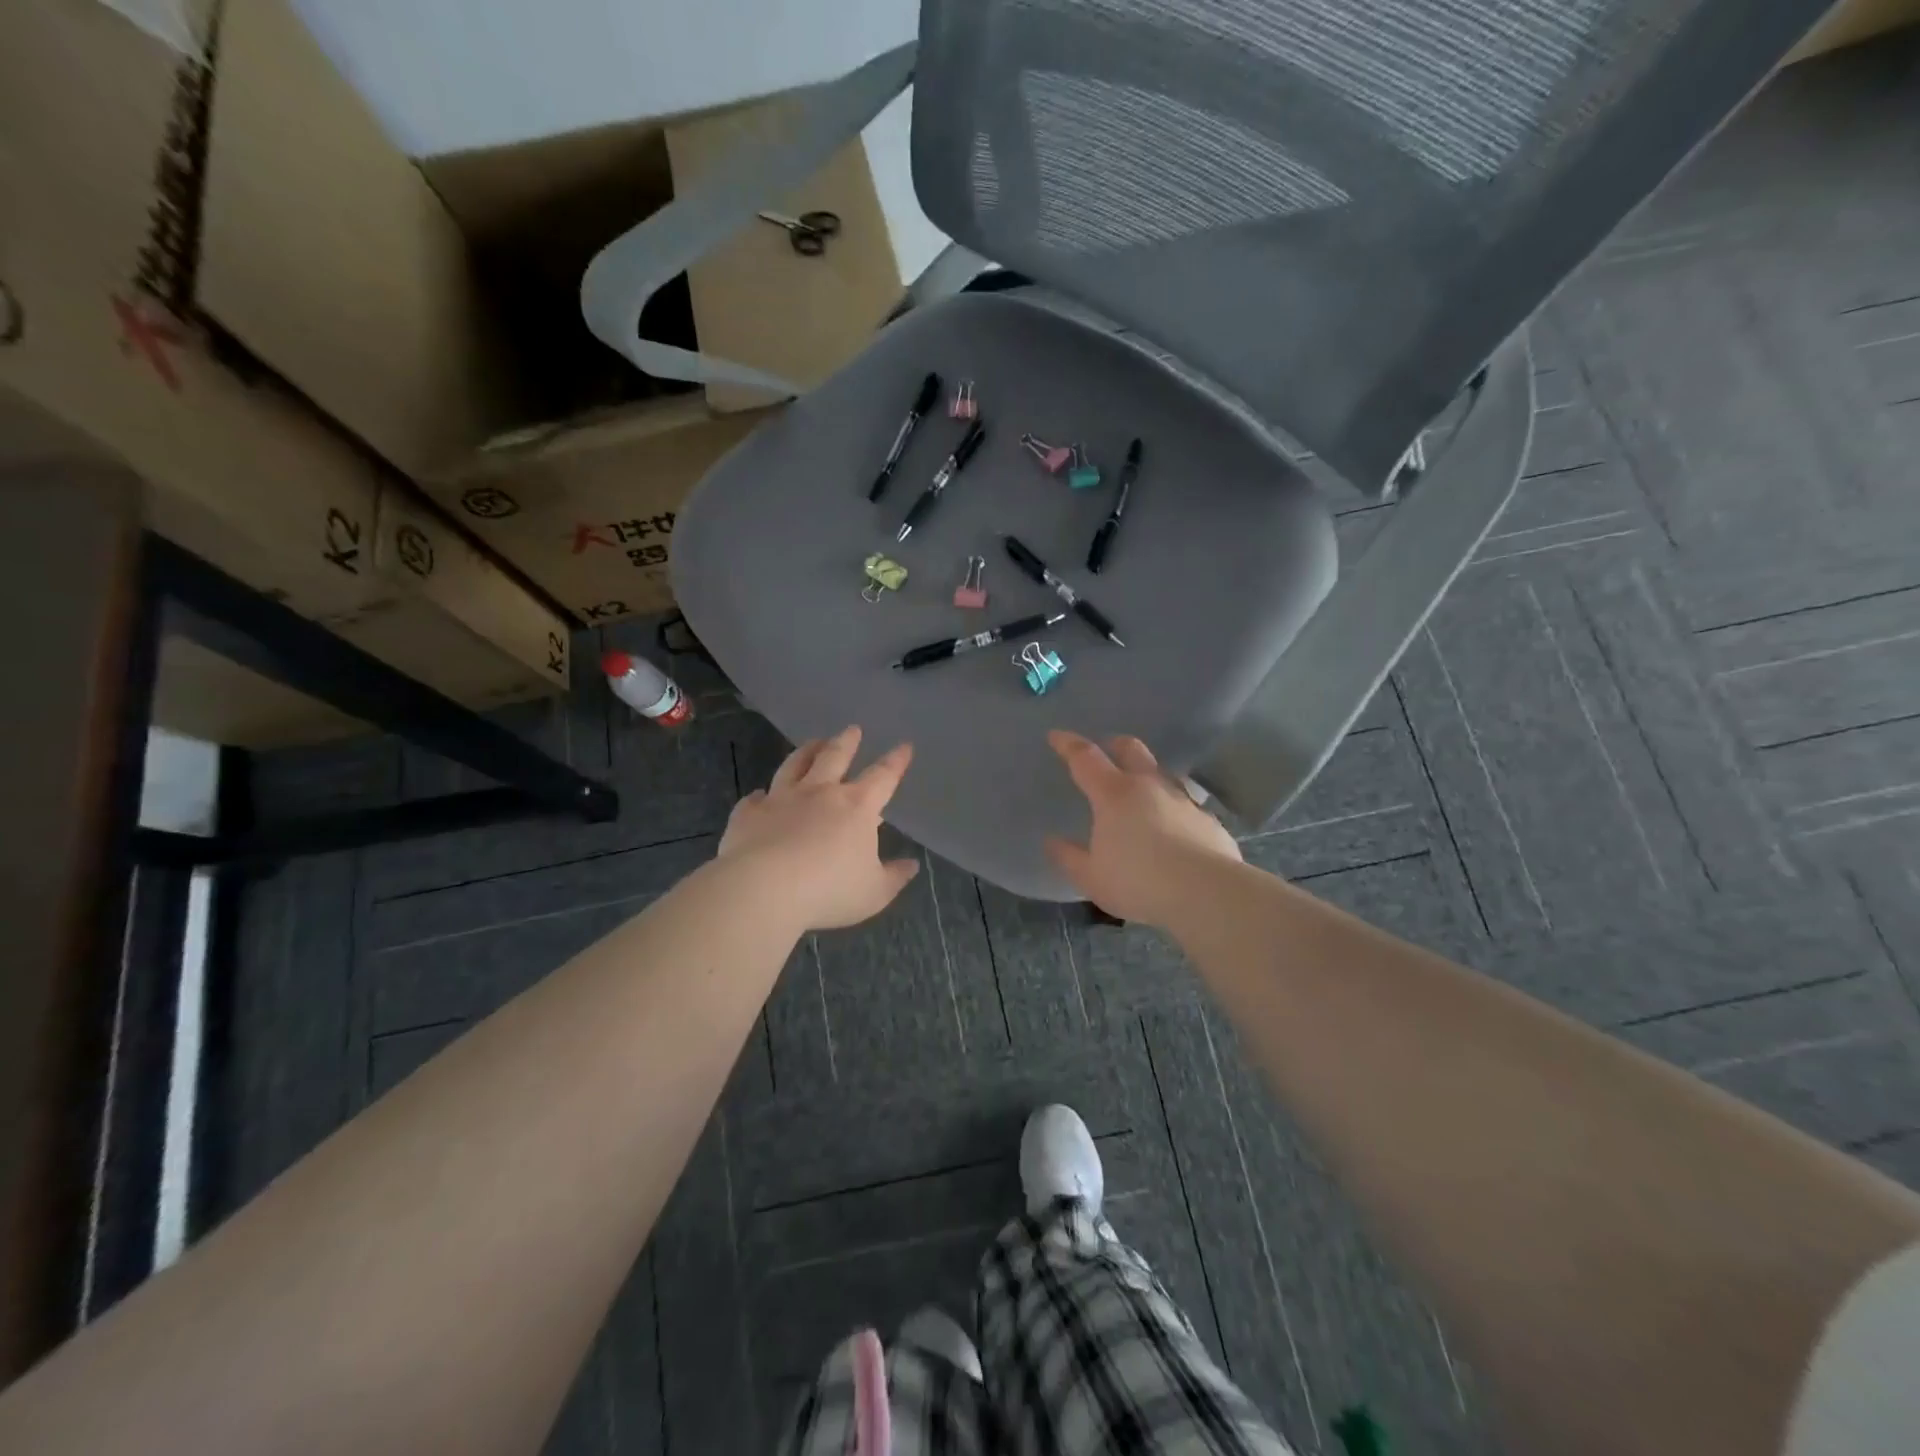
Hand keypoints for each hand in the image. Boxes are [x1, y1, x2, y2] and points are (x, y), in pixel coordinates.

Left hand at [719, 726, 919, 930]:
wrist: (764, 890)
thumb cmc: (829, 890)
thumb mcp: (874, 892)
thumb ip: (894, 877)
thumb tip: (911, 865)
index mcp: (856, 806)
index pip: (883, 776)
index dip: (896, 761)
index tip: (904, 746)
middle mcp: (819, 793)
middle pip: (835, 757)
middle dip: (847, 741)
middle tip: (852, 729)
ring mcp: (781, 799)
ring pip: (794, 766)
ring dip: (806, 752)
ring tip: (813, 742)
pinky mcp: (749, 814)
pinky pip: (755, 800)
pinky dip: (760, 797)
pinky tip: (760, 796)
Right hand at [1044, 730, 1241, 926]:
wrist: (1206, 893)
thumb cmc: (1138, 882)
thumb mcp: (1091, 877)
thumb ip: (1069, 857)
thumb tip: (1052, 841)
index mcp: (1114, 794)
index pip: (1085, 758)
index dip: (1068, 744)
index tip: (1056, 735)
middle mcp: (1150, 787)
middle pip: (1132, 750)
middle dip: (1116, 744)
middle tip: (1107, 749)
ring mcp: (1184, 801)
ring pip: (1164, 774)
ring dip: (1149, 776)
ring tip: (1143, 792)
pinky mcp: (1210, 821)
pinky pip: (1187, 806)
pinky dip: (1174, 810)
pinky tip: (1175, 830)